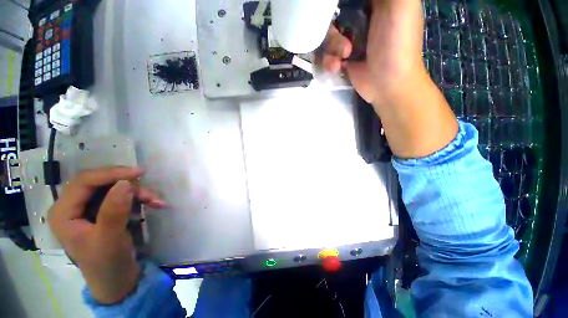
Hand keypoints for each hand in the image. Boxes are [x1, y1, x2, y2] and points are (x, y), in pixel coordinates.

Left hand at [48, 167, 166, 303]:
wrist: (117, 280)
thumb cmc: (107, 264)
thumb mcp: (110, 239)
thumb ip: (114, 211)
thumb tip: (125, 182)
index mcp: (64, 213)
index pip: (84, 182)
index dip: (111, 174)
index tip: (139, 173)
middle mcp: (73, 207)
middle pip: (99, 183)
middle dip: (127, 185)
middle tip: (148, 190)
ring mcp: (88, 209)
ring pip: (114, 188)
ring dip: (137, 193)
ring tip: (156, 201)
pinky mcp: (103, 212)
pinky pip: (122, 196)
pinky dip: (139, 198)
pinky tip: (154, 203)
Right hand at [322, 0, 424, 104]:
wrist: (387, 86)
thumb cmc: (397, 46)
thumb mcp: (401, 6)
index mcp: (375, 1)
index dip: (337, 3)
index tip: (332, 9)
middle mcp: (360, 16)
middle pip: (332, 13)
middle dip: (332, 29)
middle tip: (343, 40)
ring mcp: (349, 38)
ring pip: (326, 35)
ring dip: (331, 48)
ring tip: (343, 57)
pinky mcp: (341, 57)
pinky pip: (325, 53)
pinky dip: (329, 62)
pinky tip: (338, 68)